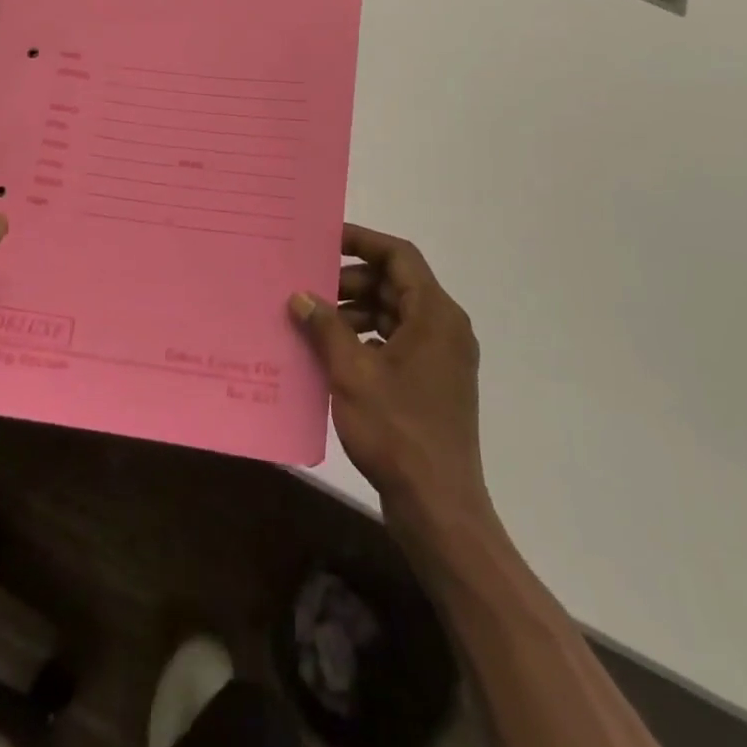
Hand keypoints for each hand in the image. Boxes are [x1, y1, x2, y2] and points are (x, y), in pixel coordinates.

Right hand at [290, 224, 486, 523]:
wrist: (438, 507)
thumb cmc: (397, 431)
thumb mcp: (352, 372)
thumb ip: (325, 327)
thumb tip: (300, 296)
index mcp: (435, 315)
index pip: (400, 256)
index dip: (362, 241)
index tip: (325, 238)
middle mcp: (445, 328)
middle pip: (396, 284)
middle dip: (352, 281)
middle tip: (310, 289)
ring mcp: (442, 357)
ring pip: (395, 314)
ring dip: (356, 312)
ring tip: (314, 322)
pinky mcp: (433, 383)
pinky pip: (398, 342)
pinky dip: (367, 339)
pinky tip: (333, 354)